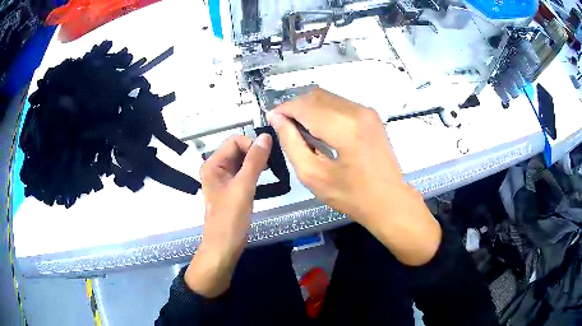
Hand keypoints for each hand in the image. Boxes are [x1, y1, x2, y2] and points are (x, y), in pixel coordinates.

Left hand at [185, 134, 271, 296]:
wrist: (224, 246)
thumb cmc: (231, 219)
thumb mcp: (244, 187)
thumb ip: (255, 161)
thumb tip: (266, 136)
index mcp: (213, 164)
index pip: (234, 140)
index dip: (251, 144)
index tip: (267, 157)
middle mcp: (215, 168)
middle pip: (237, 149)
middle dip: (255, 153)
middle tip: (271, 165)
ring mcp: (223, 179)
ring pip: (241, 161)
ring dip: (256, 162)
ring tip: (269, 172)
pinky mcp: (230, 188)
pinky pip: (242, 172)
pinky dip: (254, 172)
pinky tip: (263, 179)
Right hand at [267, 88, 440, 265]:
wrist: (389, 200)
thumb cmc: (351, 195)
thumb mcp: (313, 175)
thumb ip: (291, 143)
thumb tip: (278, 120)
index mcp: (344, 127)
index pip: (305, 105)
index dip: (284, 109)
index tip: (272, 119)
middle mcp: (357, 111)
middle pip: (316, 95)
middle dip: (295, 107)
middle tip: (285, 126)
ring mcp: (367, 111)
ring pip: (327, 97)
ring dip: (309, 108)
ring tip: (301, 129)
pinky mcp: (371, 115)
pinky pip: (339, 103)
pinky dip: (324, 110)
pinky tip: (320, 129)